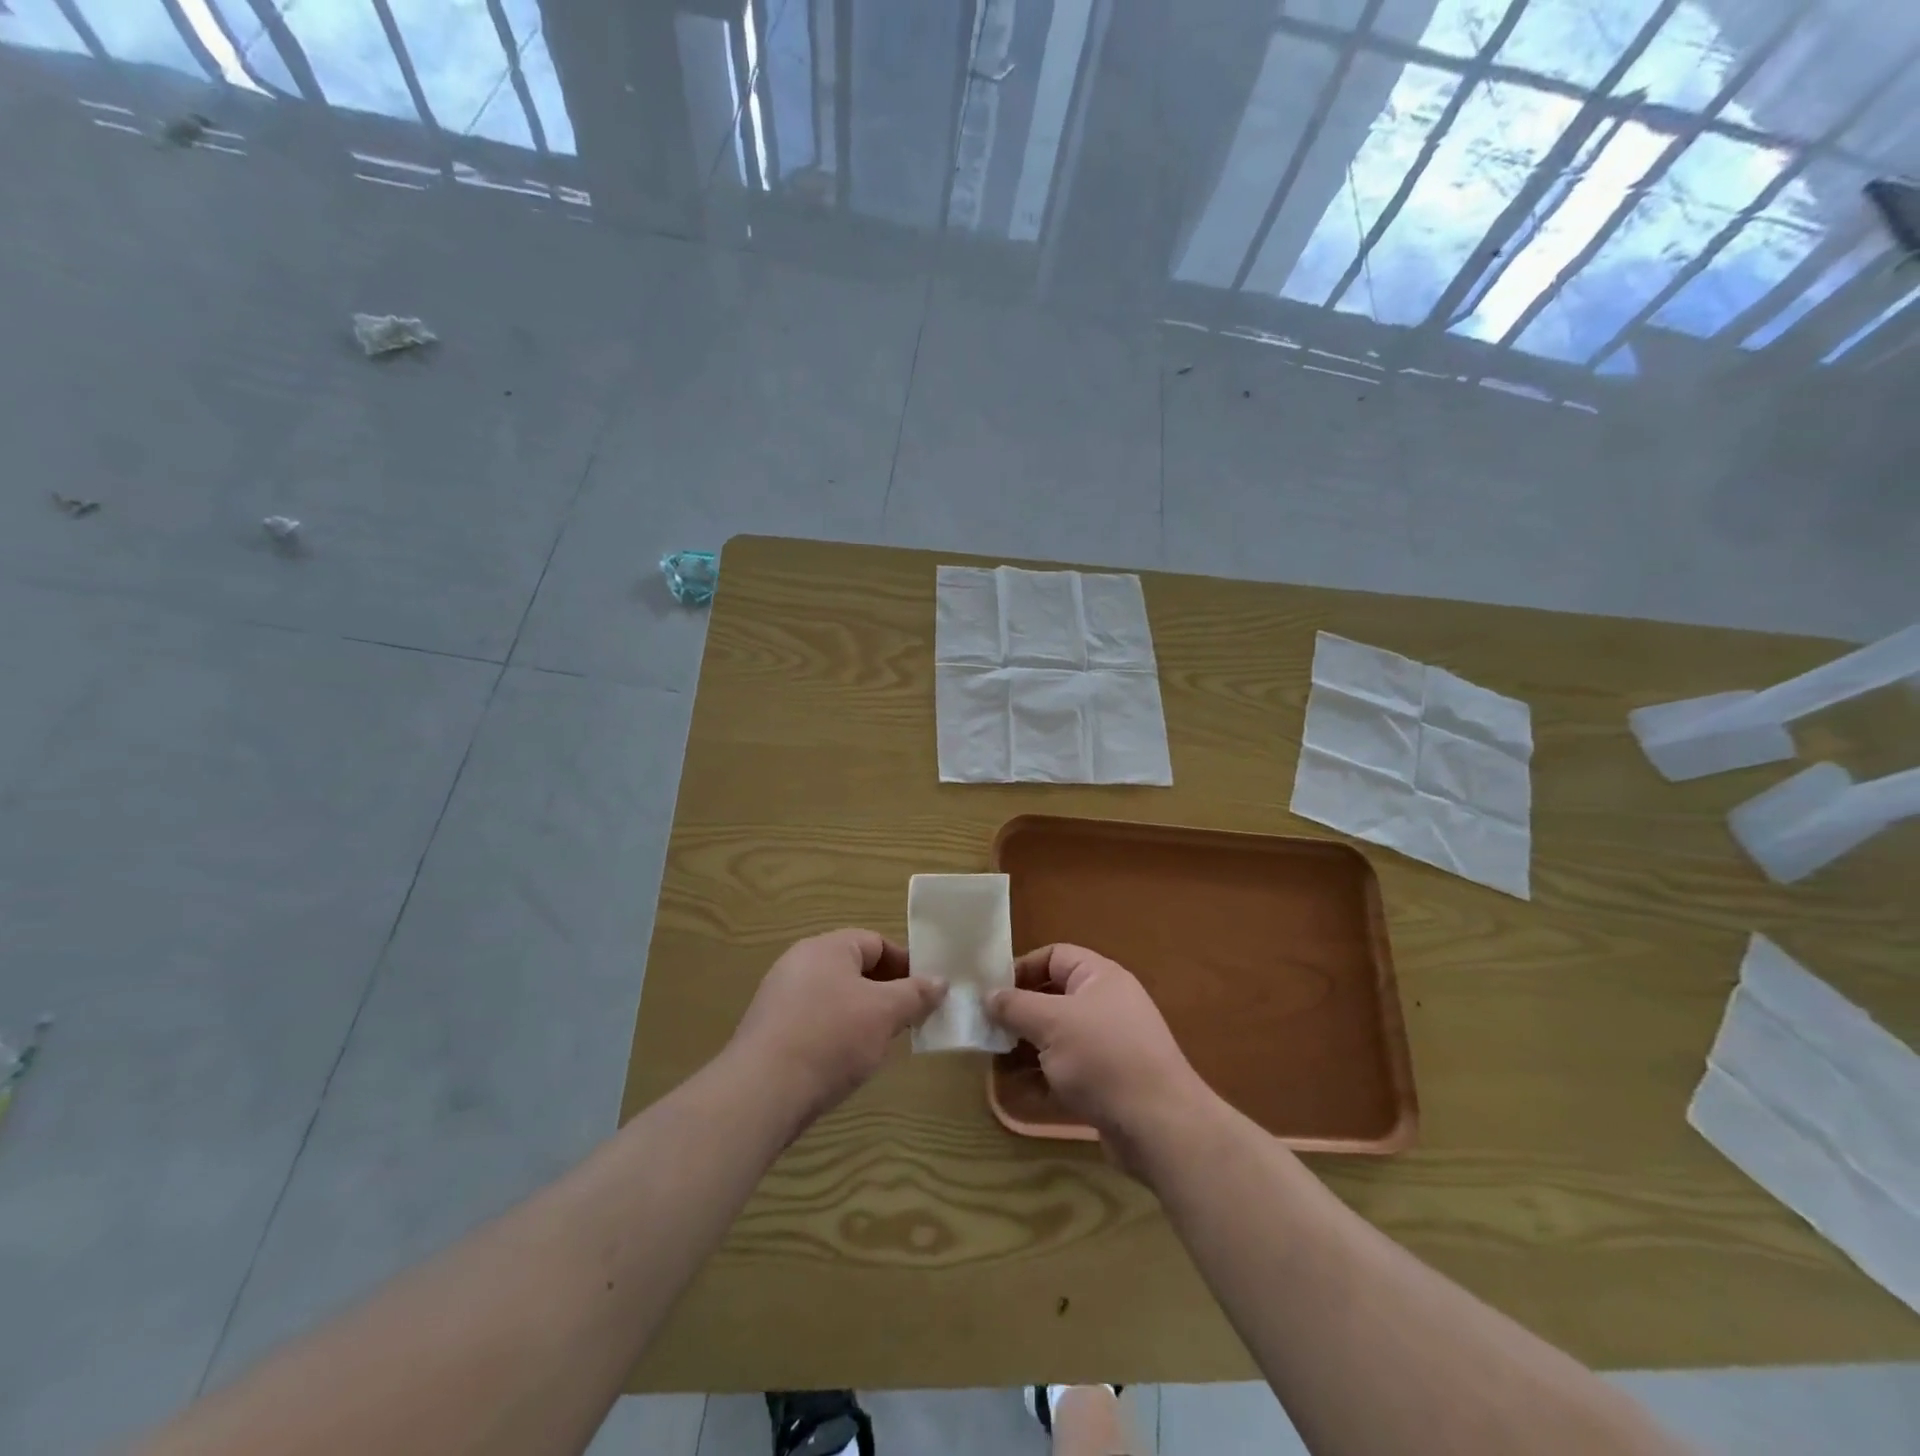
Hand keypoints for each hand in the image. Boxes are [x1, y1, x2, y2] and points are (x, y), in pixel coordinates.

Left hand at [727, 929, 945, 1128]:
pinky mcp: (770, 1030)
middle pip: (855, 969)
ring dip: (863, 1015)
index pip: (876, 942)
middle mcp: (800, 963)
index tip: (926, 993)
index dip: (906, 964)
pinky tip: (845, 1061)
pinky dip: (836, 1033)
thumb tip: (940, 981)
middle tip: (908, 1020)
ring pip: (836, 997)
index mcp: (827, 947)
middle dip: (886, 993)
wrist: (762, 1091)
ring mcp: (780, 997)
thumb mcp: (885, 1013)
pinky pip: (815, 1020)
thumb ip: (916, 994)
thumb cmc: (831, 1038)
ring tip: (880, 1044)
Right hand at [986, 944, 1213, 1167]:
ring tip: (993, 1061)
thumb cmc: (1103, 1058)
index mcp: (1099, 978)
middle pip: (1052, 998)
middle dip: (1018, 1013)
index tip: (990, 990)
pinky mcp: (1106, 1083)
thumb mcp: (1051, 1023)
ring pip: (1056, 1037)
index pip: (1054, 956)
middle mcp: (1105, 1005)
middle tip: (985, 1029)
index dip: (1021, 968)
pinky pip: (1066, 1071)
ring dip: (1025, 1048)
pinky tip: (1015, 1090)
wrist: (1159, 1126)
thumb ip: (1015, 1006)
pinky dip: (1041, 1077)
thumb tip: (988, 995)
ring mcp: (1107, 1046)